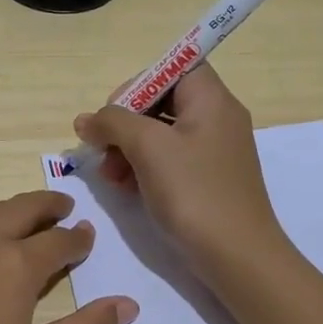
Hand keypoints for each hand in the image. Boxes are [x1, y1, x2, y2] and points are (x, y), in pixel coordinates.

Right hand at [75, 64, 284, 280]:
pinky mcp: (207, 179)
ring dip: (128, 148)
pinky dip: (144, 167)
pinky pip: (169, 159)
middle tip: (102, 148)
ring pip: (161, 133)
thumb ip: (112, 123)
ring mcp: (213, 151)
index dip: (140, 82)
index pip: (175, 66)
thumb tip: (86, 120)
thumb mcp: (147, 148)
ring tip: (109, 176)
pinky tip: (126, 188)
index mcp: (211, 100)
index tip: (115, 111)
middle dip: (125, 122)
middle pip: (162, 101)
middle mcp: (217, 118)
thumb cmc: (194, 192)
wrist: (237, 257)